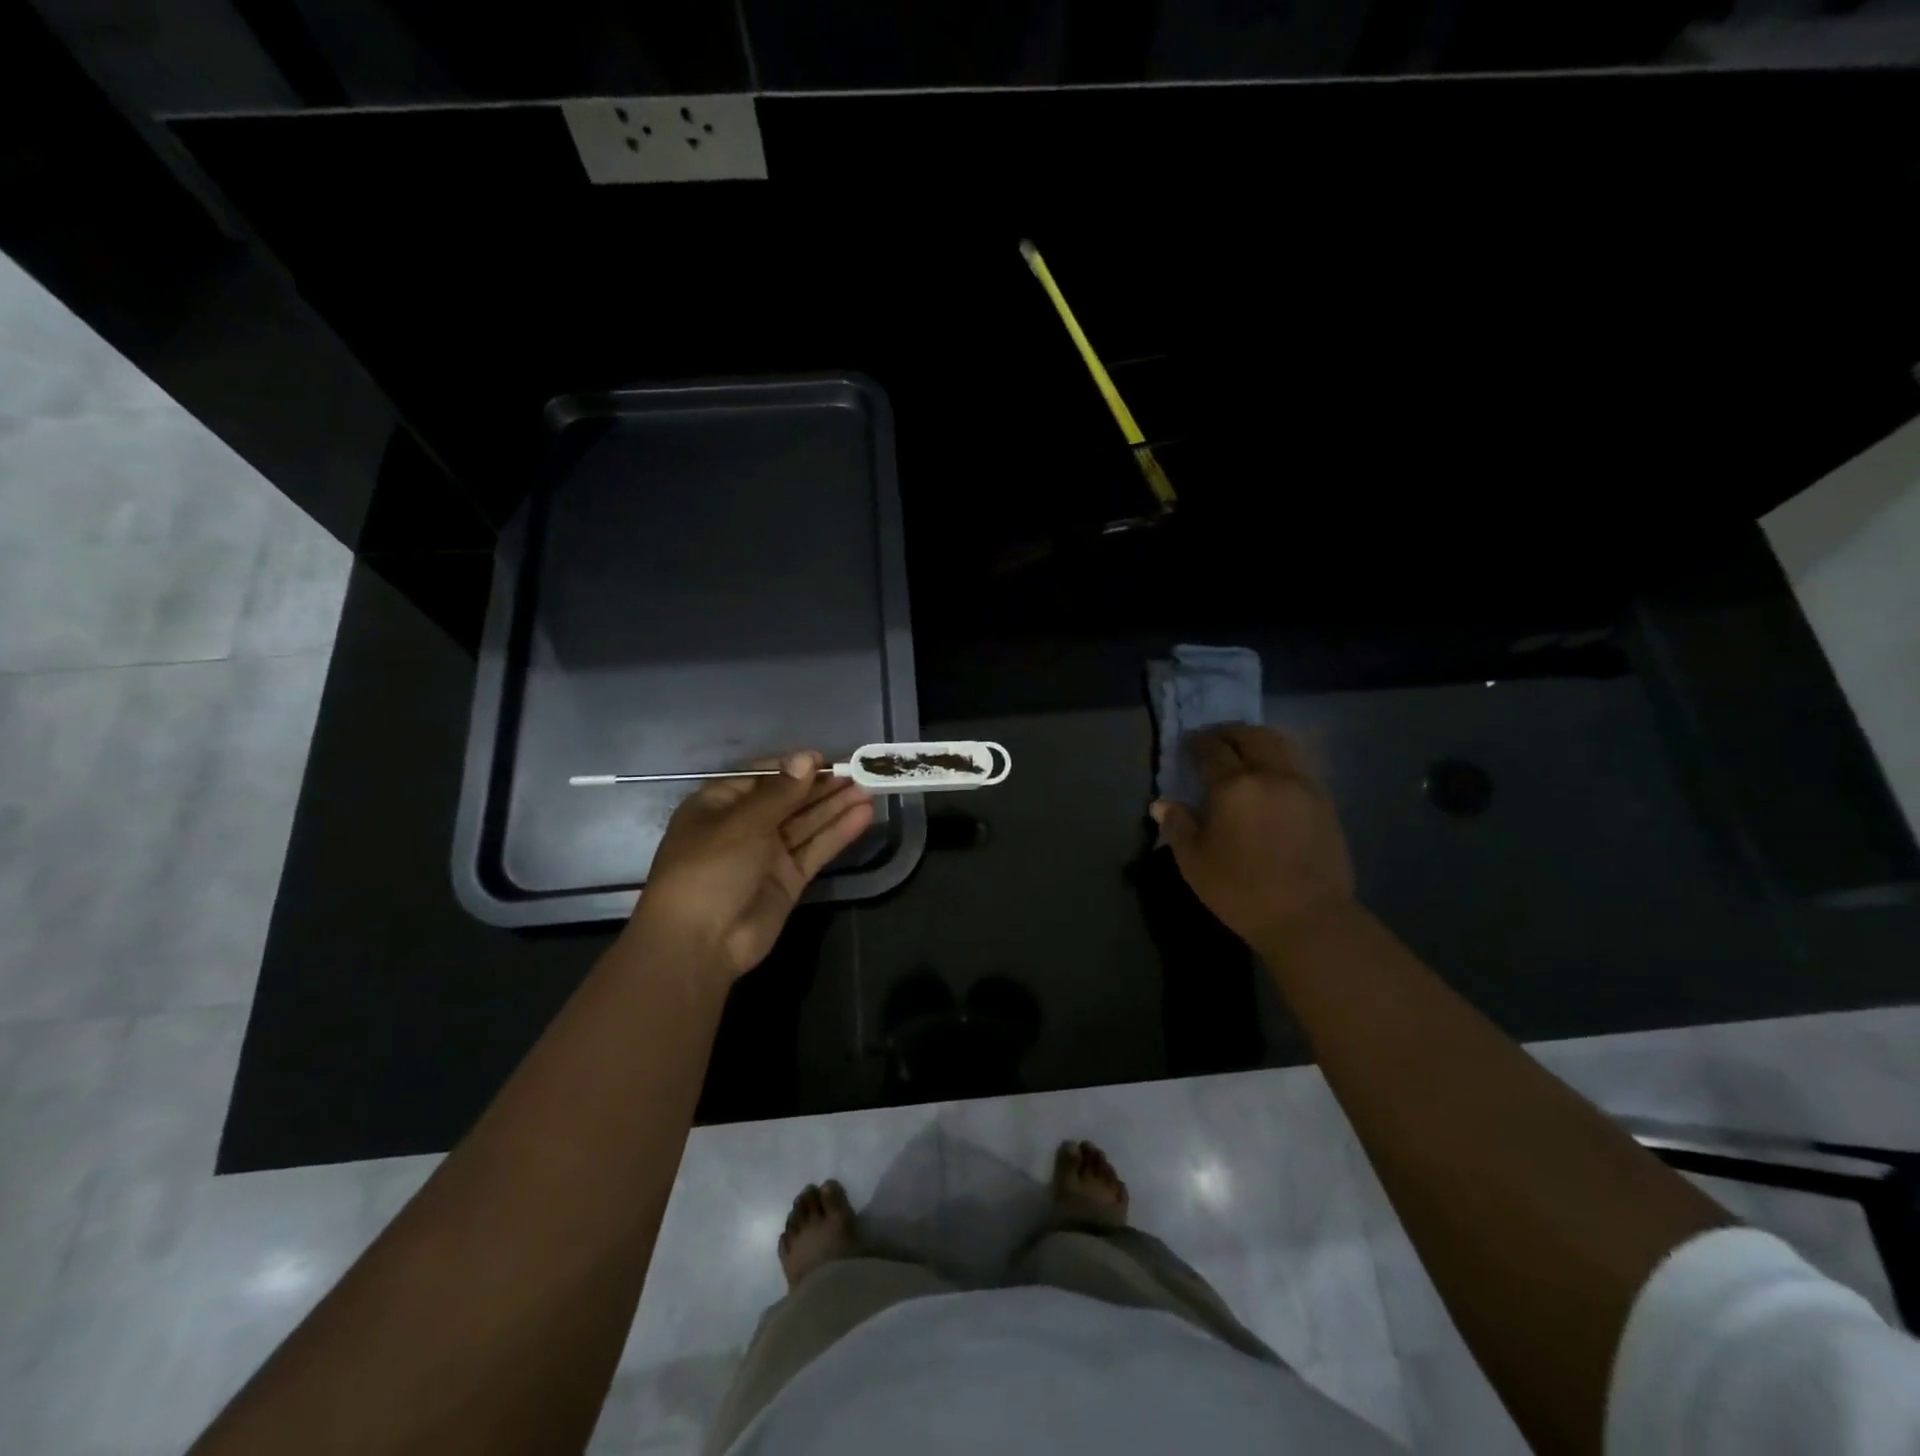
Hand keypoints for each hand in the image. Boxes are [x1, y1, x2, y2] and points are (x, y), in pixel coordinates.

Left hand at [626, 751, 873, 982]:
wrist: (699, 942)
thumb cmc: (709, 868)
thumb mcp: (743, 822)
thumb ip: (781, 791)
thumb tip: (807, 757)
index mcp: (720, 804)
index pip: (763, 777)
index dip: (795, 767)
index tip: (827, 759)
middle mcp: (744, 826)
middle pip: (790, 799)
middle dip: (823, 786)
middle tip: (861, 771)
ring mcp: (767, 855)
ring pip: (807, 824)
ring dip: (836, 806)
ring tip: (870, 787)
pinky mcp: (788, 880)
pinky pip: (815, 849)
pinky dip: (838, 833)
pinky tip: (863, 815)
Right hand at [1152, 725, 1354, 948]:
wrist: (1308, 918)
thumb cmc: (1241, 891)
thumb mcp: (1194, 862)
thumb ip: (1178, 825)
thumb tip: (1163, 803)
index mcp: (1235, 786)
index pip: (1212, 750)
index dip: (1197, 743)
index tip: (1188, 743)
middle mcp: (1271, 775)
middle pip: (1251, 736)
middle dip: (1230, 733)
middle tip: (1215, 739)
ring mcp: (1303, 786)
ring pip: (1281, 745)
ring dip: (1259, 740)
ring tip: (1245, 750)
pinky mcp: (1325, 802)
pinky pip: (1299, 766)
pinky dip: (1281, 759)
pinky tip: (1272, 777)